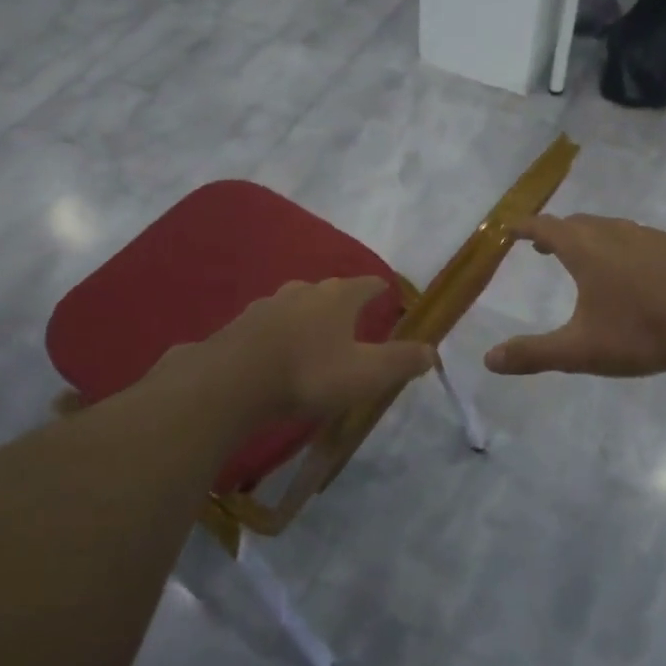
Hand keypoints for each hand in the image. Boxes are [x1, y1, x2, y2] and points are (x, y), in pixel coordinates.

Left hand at [220, 277, 435, 418]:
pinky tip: (278, 351)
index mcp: (338, 297)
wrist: (232, 381)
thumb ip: (400, 362)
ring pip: (297, 304)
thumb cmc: (309, 373)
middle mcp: (304, 291)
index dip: (380, 290)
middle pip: (330, 290)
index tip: (388, 295)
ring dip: (309, 316)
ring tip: (315, 336)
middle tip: (352, 320)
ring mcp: (269, 305)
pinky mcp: (241, 324)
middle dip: (343, 302)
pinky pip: (270, 324)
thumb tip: (432, 351)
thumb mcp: (365, 374)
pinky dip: (280, 333)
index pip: (367, 284)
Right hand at [484, 215, 665, 377]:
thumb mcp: (579, 351)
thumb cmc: (639, 333)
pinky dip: (620, 244)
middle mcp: (613, 233)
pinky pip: (636, 237)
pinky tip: (632, 268)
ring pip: (608, 227)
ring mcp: (647, 237)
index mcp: (585, 250)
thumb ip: (533, 354)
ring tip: (585, 256)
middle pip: (576, 223)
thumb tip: (489, 360)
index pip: (545, 227)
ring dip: (589, 236)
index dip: (525, 227)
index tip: (510, 228)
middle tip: (542, 248)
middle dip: (555, 232)